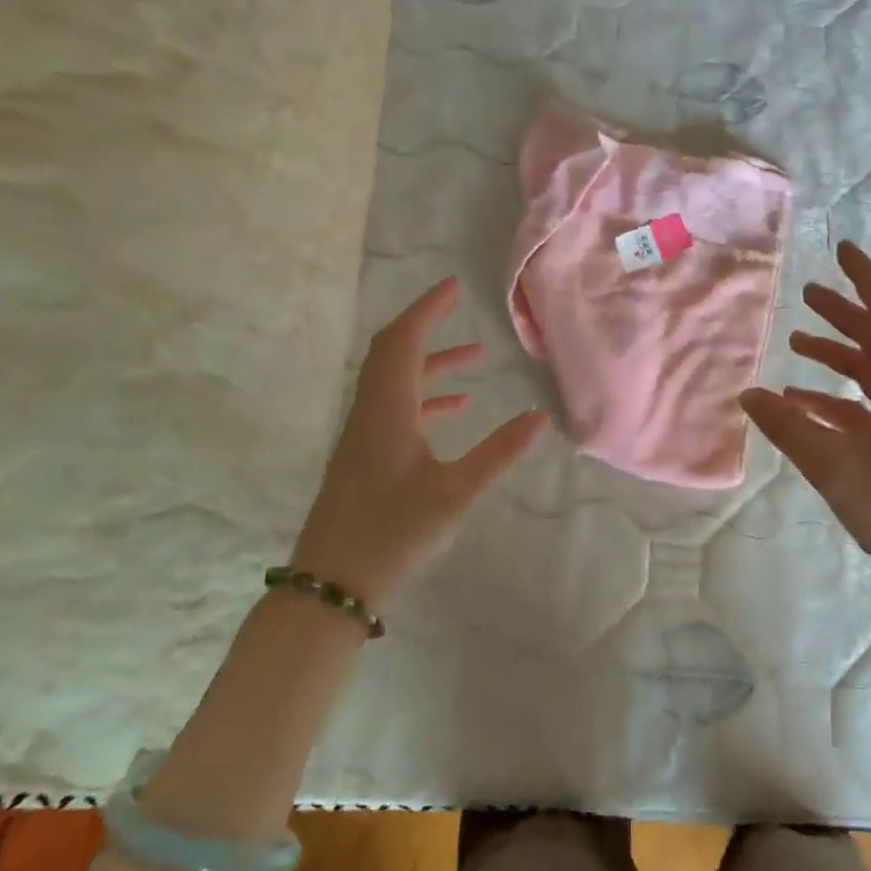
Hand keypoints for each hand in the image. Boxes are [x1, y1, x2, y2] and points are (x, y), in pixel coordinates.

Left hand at [295, 278, 546, 605]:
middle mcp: (370, 412)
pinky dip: (424, 396)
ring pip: (395, 381)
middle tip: (457, 307)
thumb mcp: (456, 492)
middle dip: (426, 326)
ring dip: (431, 363)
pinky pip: (394, 407)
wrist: (332, 583)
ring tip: (474, 358)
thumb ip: (498, 452)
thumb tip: (538, 417)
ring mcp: (363, 435)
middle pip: (392, 352)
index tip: (452, 287)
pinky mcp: (365, 456)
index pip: (404, 341)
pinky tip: (454, 410)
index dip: (427, 309)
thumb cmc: (394, 532)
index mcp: (388, 410)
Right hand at [740, 242, 870, 594]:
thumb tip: (747, 393)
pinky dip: (834, 396)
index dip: (865, 278)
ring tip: (798, 341)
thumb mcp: (833, 464)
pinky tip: (800, 403)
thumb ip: (787, 427)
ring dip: (837, 353)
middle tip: (807, 293)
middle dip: (844, 312)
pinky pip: (865, 405)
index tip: (842, 250)